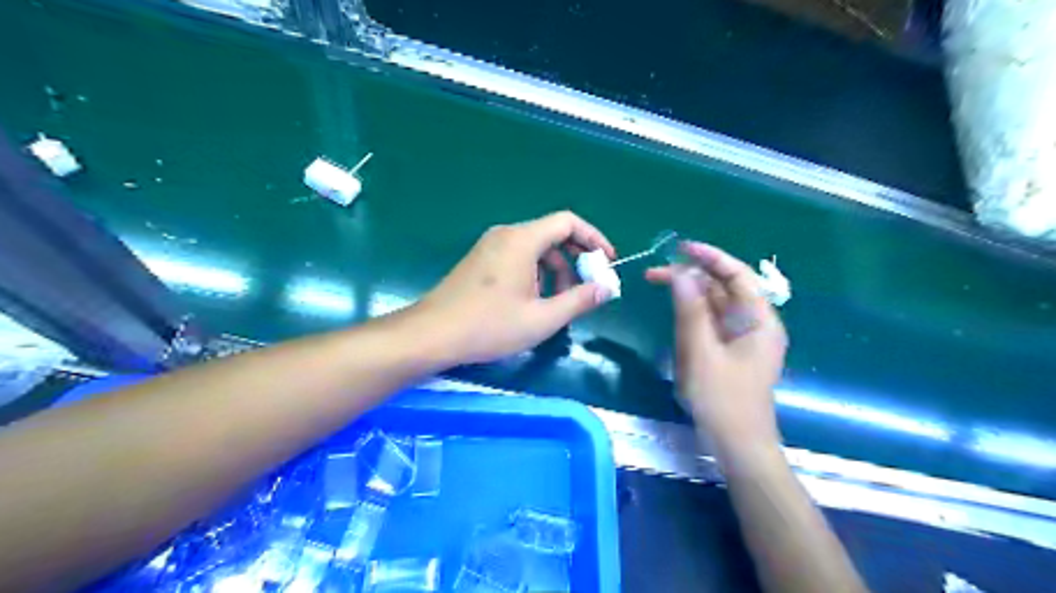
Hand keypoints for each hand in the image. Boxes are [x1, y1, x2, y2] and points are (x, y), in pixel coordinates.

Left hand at [419, 211, 619, 363]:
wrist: (432, 334)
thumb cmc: (489, 326)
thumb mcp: (542, 318)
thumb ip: (579, 300)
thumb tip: (606, 288)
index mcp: (522, 240)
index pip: (568, 222)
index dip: (593, 238)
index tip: (607, 262)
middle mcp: (506, 234)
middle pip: (552, 235)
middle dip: (574, 260)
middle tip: (585, 289)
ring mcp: (490, 246)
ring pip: (535, 249)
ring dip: (554, 271)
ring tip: (556, 303)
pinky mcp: (480, 260)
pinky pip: (517, 257)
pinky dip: (535, 273)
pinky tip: (531, 302)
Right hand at [648, 242, 786, 457]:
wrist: (738, 446)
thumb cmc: (722, 401)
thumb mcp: (701, 353)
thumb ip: (690, 311)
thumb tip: (679, 274)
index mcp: (760, 321)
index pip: (737, 275)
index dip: (710, 257)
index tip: (680, 248)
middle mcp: (756, 324)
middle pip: (725, 288)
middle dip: (692, 276)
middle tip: (655, 273)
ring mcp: (745, 339)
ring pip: (717, 304)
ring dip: (690, 294)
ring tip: (660, 286)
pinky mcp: (733, 351)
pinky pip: (713, 323)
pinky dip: (694, 313)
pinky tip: (675, 313)